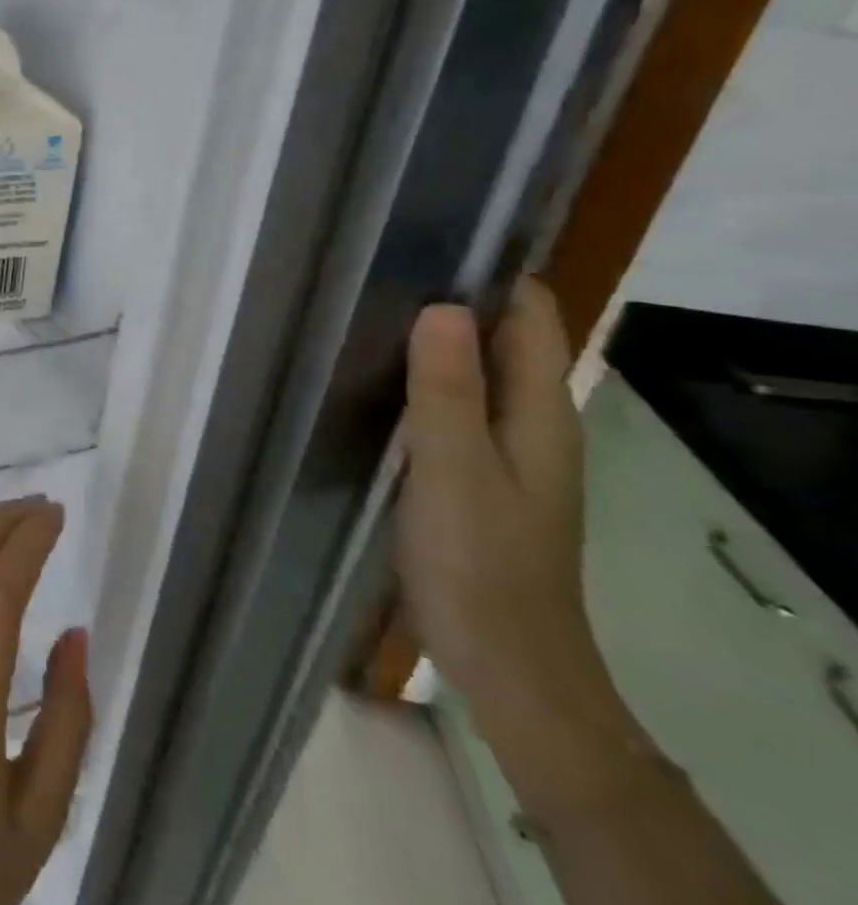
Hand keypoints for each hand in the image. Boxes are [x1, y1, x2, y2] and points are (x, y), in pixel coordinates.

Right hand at [397, 277, 599, 714]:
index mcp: (541, 413)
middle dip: (450, 304)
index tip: (424, 245)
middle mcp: (533, 423)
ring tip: (362, 316)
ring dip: (431, 346)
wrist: (504, 659)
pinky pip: (453, 410)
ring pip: (473, 375)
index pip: (532, 316)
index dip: (491, 276)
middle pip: (501, 340)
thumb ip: (448, 391)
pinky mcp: (478, 477)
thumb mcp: (456, 470)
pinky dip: (422, 387)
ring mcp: (505, 453)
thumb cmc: (480, 561)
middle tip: (373, 274)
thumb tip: (441, 307)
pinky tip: (373, 385)